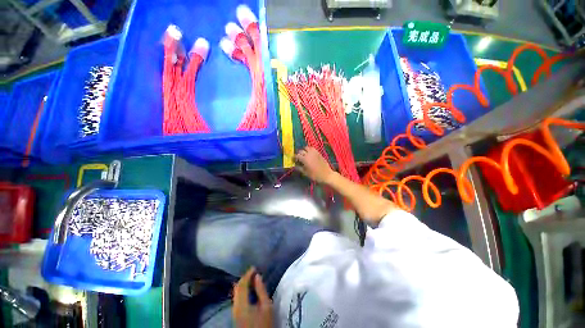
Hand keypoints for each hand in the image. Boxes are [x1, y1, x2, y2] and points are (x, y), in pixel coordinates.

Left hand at [233, 267, 272, 327]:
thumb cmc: (264, 323)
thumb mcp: (267, 306)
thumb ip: (261, 290)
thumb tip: (258, 276)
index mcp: (242, 305)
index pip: (242, 285)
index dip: (248, 274)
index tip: (255, 267)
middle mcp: (235, 307)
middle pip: (237, 288)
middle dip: (245, 278)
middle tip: (254, 272)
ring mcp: (234, 311)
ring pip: (236, 292)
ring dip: (243, 283)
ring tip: (252, 278)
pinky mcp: (236, 314)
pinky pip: (237, 297)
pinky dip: (242, 290)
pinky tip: (249, 289)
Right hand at [295, 147, 334, 183]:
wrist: (326, 175)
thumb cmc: (315, 175)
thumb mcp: (305, 173)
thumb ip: (299, 168)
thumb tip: (294, 165)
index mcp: (305, 159)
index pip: (297, 155)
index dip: (294, 158)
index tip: (293, 160)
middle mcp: (309, 154)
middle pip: (301, 151)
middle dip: (298, 154)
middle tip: (298, 158)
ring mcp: (314, 152)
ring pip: (307, 148)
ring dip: (304, 150)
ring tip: (304, 155)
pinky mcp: (318, 153)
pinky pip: (312, 149)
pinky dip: (309, 150)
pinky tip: (309, 154)